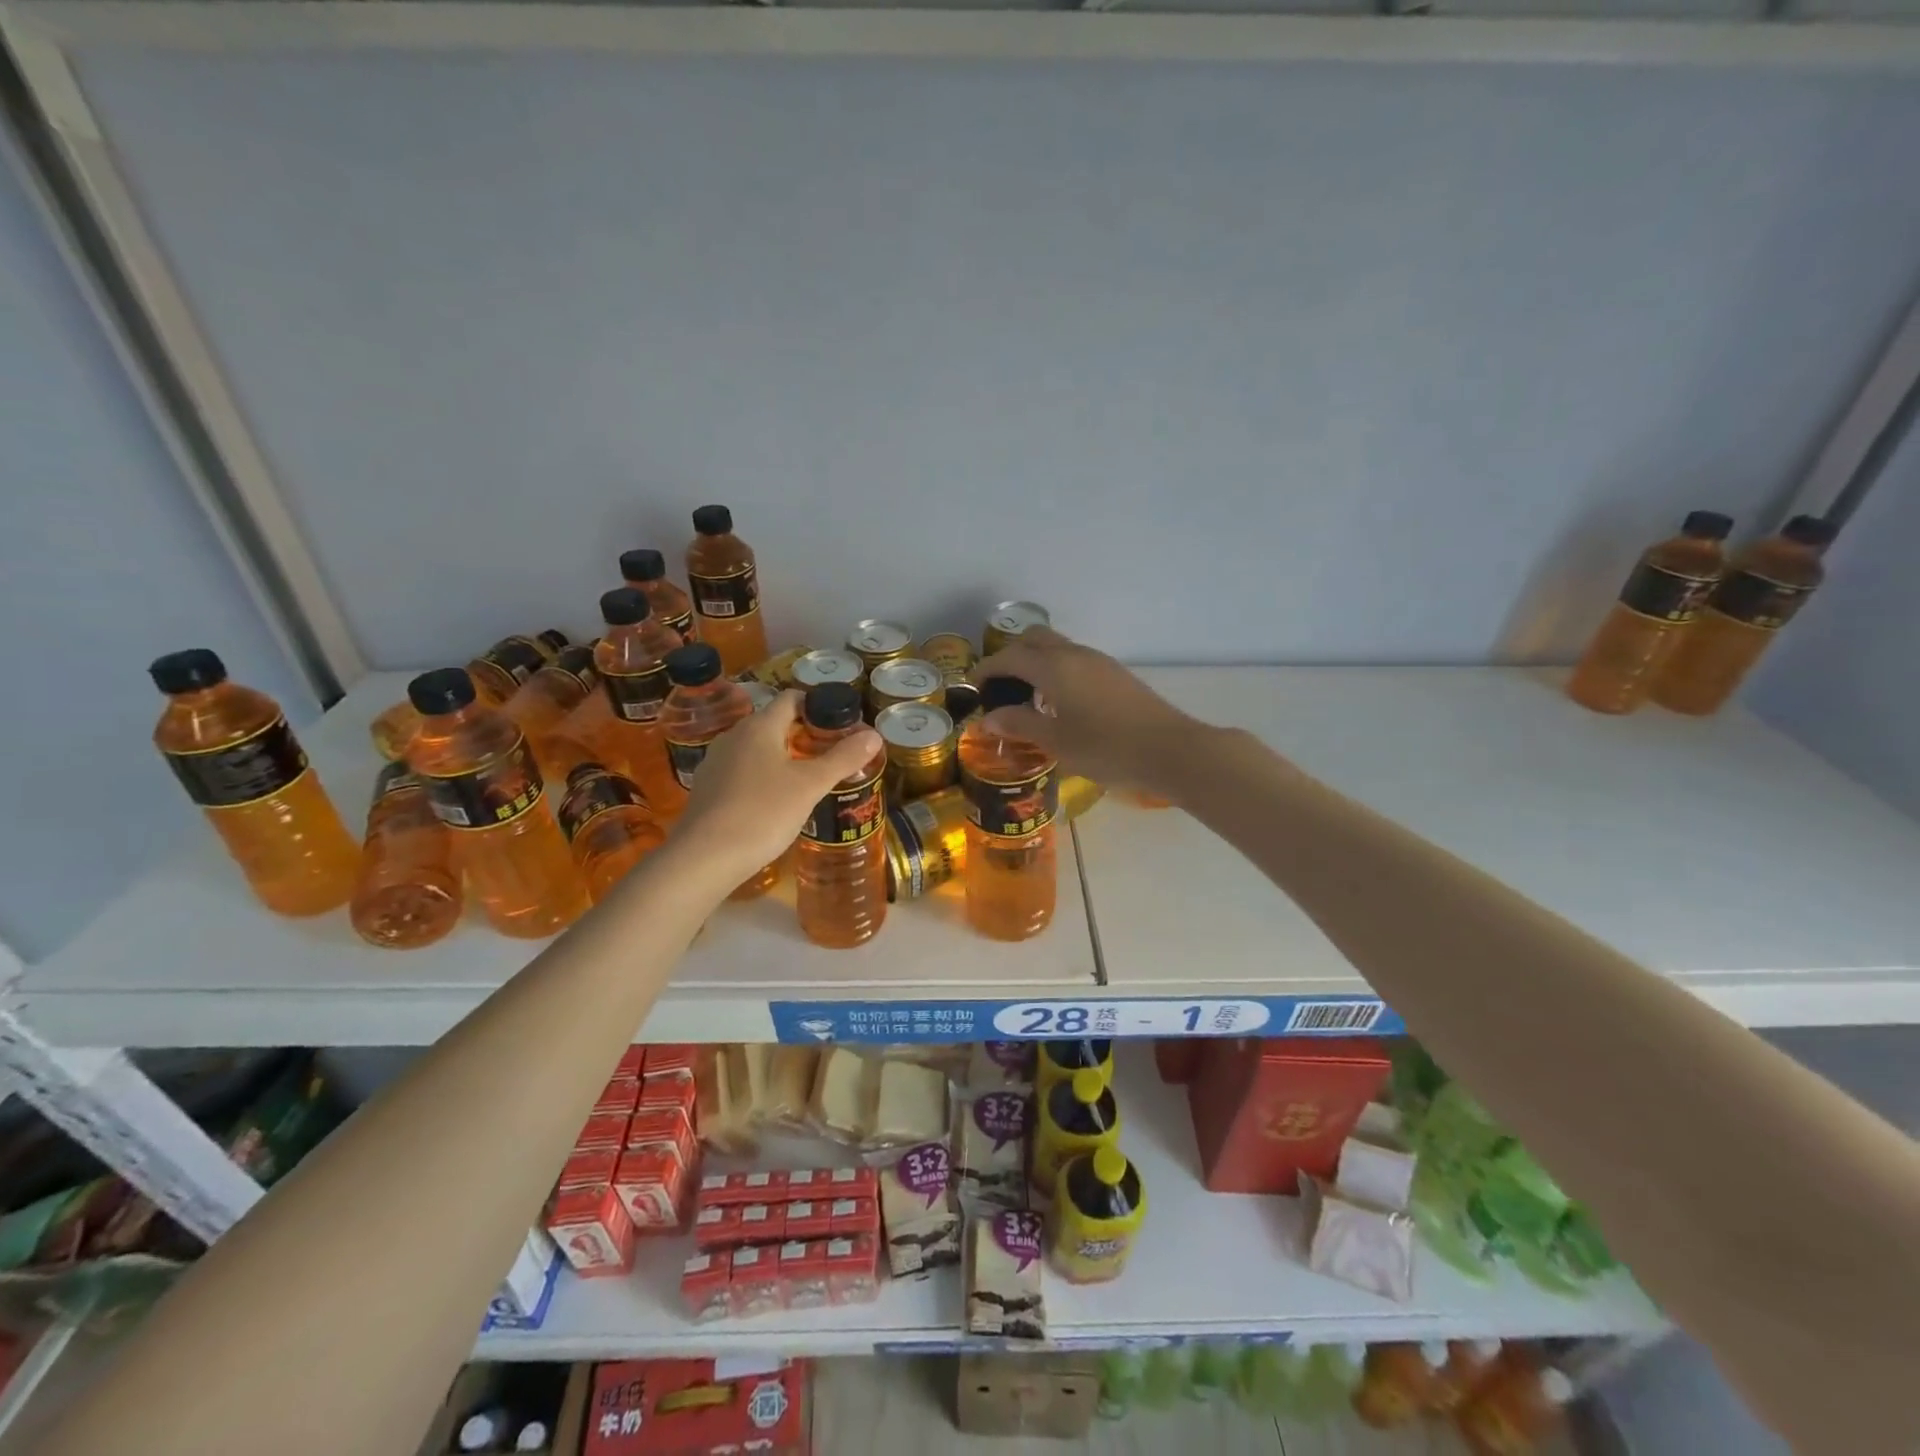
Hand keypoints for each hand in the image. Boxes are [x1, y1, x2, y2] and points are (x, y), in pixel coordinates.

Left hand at [671, 692, 882, 883]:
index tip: (839, 724)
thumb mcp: (811, 785)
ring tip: (807, 779)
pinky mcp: (707, 789)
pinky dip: (762, 777)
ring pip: (756, 749)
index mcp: (760, 726)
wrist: (704, 857)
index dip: (817, 706)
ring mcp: (716, 762)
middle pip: (773, 723)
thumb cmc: (763, 812)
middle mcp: (734, 736)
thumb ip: (843, 758)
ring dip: (781, 757)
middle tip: (830, 754)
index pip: (791, 699)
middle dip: (802, 734)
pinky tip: (775, 802)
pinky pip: (741, 771)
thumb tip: (874, 735)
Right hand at [974, 627, 1201, 797]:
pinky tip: (1058, 703)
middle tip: (999, 686)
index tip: (973, 687)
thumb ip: (1019, 724)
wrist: (1170, 750)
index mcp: (1054, 667)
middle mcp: (1075, 655)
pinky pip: (1074, 661)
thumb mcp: (1056, 741)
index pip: (1009, 657)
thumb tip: (987, 718)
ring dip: (1036, 662)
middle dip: (1011, 656)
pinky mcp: (1115, 674)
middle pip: (1034, 639)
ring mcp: (1099, 662)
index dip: (987, 669)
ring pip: (1057, 648)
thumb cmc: (1107, 748)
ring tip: (1026, 697)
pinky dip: (1056, 671)